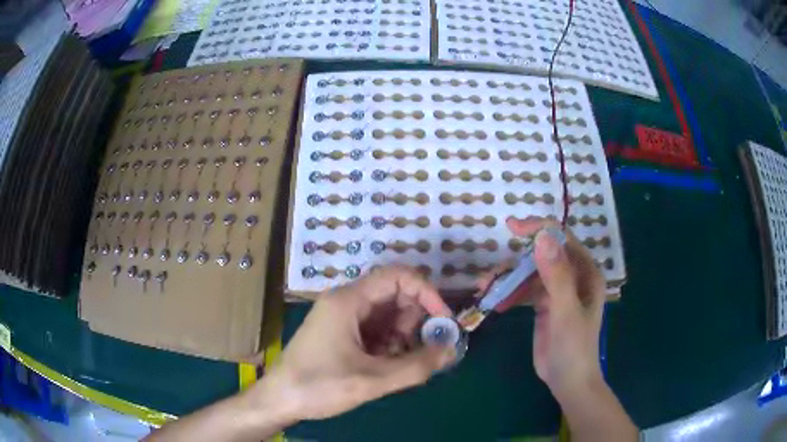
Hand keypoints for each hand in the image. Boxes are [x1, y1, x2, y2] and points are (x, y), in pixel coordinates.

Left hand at [256, 265, 455, 421]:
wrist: (279, 400)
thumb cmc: (319, 386)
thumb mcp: (371, 380)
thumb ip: (416, 367)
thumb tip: (451, 351)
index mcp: (348, 301)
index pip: (398, 277)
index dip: (427, 292)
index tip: (443, 320)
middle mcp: (346, 302)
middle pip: (394, 295)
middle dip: (415, 320)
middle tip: (424, 349)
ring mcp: (342, 318)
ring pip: (387, 314)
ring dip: (403, 336)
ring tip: (401, 363)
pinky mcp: (341, 333)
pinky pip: (375, 329)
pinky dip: (389, 344)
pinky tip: (386, 366)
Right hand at [478, 217, 605, 399]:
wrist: (568, 381)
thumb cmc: (574, 347)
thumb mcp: (566, 311)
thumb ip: (556, 275)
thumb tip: (542, 237)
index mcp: (585, 272)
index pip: (562, 239)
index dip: (539, 229)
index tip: (512, 228)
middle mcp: (573, 276)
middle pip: (541, 256)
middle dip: (515, 262)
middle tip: (490, 275)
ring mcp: (557, 291)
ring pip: (529, 274)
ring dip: (508, 279)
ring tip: (484, 290)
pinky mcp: (544, 305)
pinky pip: (524, 291)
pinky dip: (509, 293)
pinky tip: (494, 303)